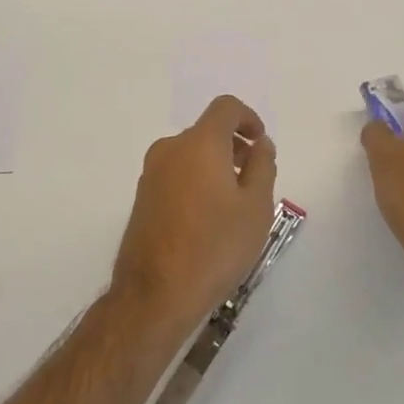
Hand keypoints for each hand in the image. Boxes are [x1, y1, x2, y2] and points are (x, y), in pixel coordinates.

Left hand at [111, 96, 278, 333]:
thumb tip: (260, 144)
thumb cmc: (215, 247)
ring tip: (233, 205)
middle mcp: (171, 148)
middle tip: (253, 180)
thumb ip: (262, 166)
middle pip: (207, 132)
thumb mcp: (256, 208)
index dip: (248, 118)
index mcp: (200, 143)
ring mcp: (151, 173)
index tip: (261, 144)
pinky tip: (207, 219)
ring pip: (190, 154)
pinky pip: (176, 174)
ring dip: (214, 166)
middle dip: (233, 147)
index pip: (226, 108)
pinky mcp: (141, 197)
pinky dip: (195, 181)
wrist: (155, 295)